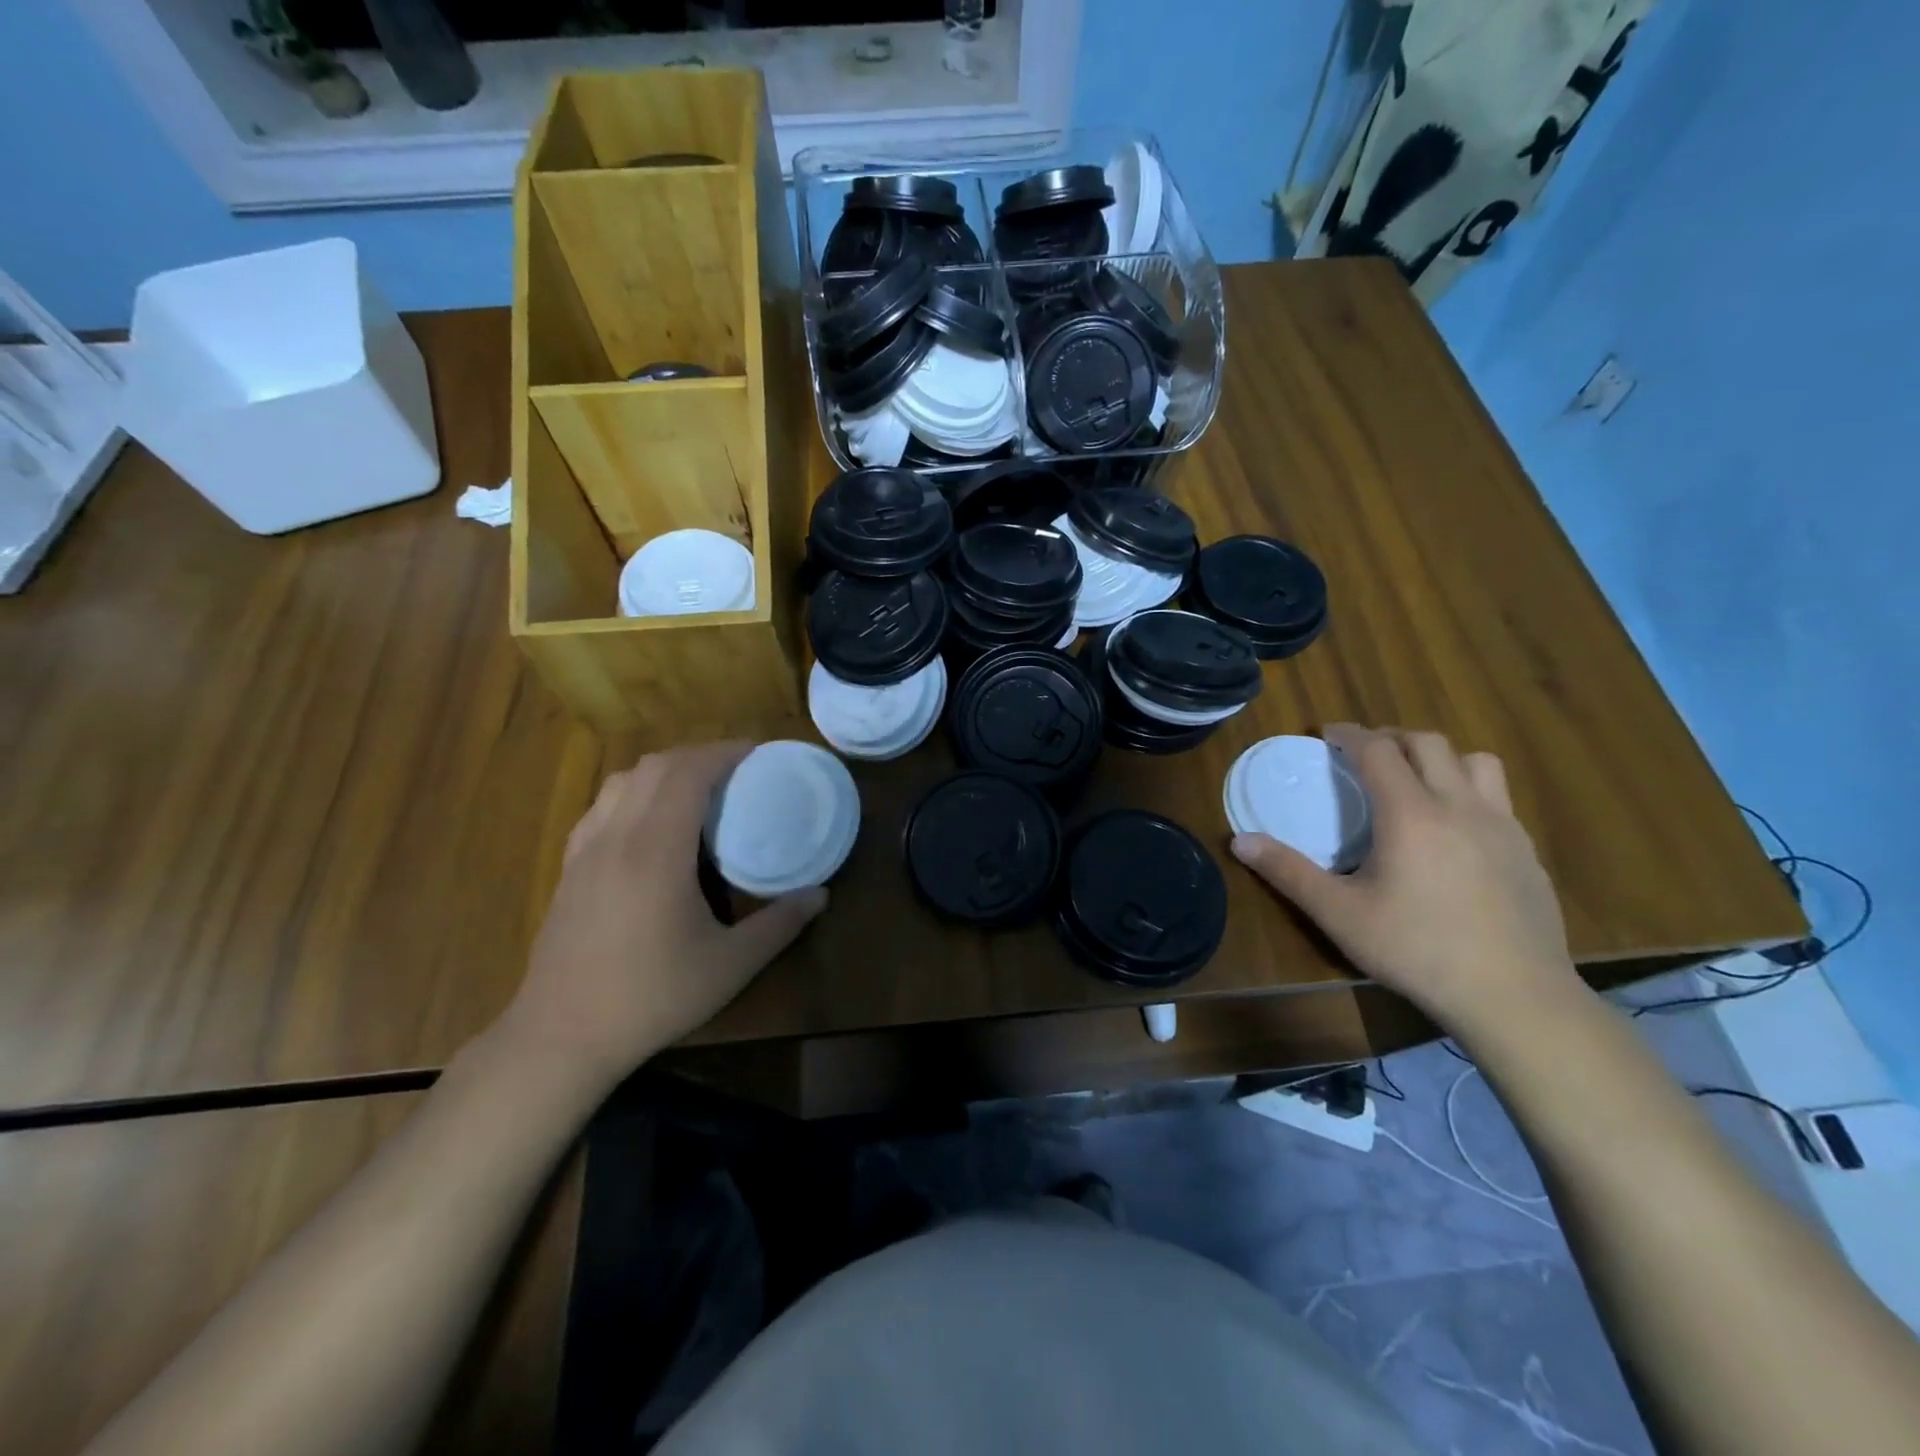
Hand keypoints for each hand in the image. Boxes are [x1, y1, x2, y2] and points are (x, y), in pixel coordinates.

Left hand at [505, 742, 826, 1088]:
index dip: (723, 752)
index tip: (756, 752)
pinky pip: (602, 806)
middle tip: (736, 769)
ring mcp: (585, 851)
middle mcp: (616, 837)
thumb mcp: (730, 966)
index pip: (687, 773)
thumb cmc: (651, 997)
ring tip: (696, 788)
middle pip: (654, 766)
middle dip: (698, 755)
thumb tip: (821, 895)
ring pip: (621, 781)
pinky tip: (649, 824)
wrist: (560, 1037)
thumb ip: (780, 925)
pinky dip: (633, 793)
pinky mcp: (568, 869)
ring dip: (663, 770)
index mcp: (656, 851)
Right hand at [1230, 724, 1574, 1026]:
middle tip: (1364, 754)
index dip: (1350, 734)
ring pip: (1476, 762)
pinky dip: (1468, 792)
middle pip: (1429, 743)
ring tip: (1416, 781)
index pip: (1378, 750)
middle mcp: (1460, 806)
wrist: (1515, 997)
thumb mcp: (1339, 914)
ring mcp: (1502, 827)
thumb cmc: (1417, 949)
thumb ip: (1288, 872)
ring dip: (1440, 758)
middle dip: (1392, 738)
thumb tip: (1239, 841)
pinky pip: (1497, 799)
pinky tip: (1453, 832)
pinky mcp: (1527, 852)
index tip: (1327, 734)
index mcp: (1411, 814)